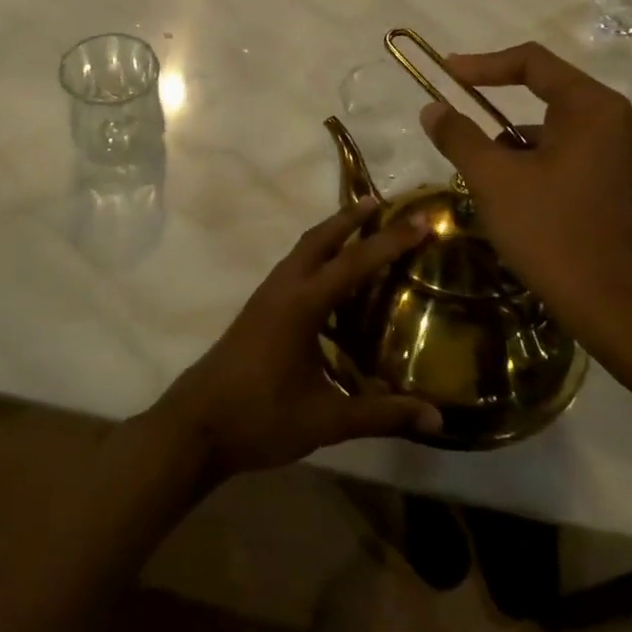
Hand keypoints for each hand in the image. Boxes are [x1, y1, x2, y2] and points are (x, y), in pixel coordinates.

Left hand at [149, 199, 442, 480]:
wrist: (194, 428)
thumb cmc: (260, 418)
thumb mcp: (326, 419)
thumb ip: (380, 415)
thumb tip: (437, 418)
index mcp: (301, 305)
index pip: (353, 263)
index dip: (390, 241)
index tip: (421, 219)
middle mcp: (282, 289)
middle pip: (319, 239)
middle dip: (351, 218)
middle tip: (382, 203)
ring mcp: (265, 298)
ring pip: (302, 251)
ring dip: (331, 235)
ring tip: (361, 231)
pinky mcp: (257, 311)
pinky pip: (293, 269)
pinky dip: (316, 259)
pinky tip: (332, 284)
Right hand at [418, 42, 631, 353]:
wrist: (610, 305)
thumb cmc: (551, 231)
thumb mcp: (493, 179)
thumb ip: (459, 136)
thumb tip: (432, 108)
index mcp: (590, 107)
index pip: (532, 61)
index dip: (483, 64)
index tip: (445, 74)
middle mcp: (608, 120)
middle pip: (541, 91)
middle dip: (491, 105)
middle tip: (453, 116)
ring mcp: (610, 153)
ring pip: (545, 128)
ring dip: (505, 142)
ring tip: (473, 172)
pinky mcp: (605, 182)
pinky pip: (556, 154)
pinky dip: (525, 163)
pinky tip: (502, 196)